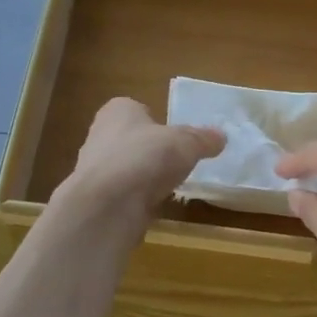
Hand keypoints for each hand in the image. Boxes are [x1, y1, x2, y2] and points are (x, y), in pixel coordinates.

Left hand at [59, 97, 223, 223]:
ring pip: (126, 168)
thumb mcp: (186, 144)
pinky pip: (123, 194)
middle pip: (131, 139)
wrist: (108, 205)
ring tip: (168, 187)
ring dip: (144, 177)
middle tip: (176, 162)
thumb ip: (203, 139)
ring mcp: (95, 169)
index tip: (175, 137)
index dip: (156, 121)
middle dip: (150, 150)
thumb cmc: (146, 158)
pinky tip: (153, 207)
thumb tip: (221, 137)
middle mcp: (100, 134)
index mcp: (118, 111)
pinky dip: (137, 200)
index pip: (138, 109)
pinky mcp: (97, 199)